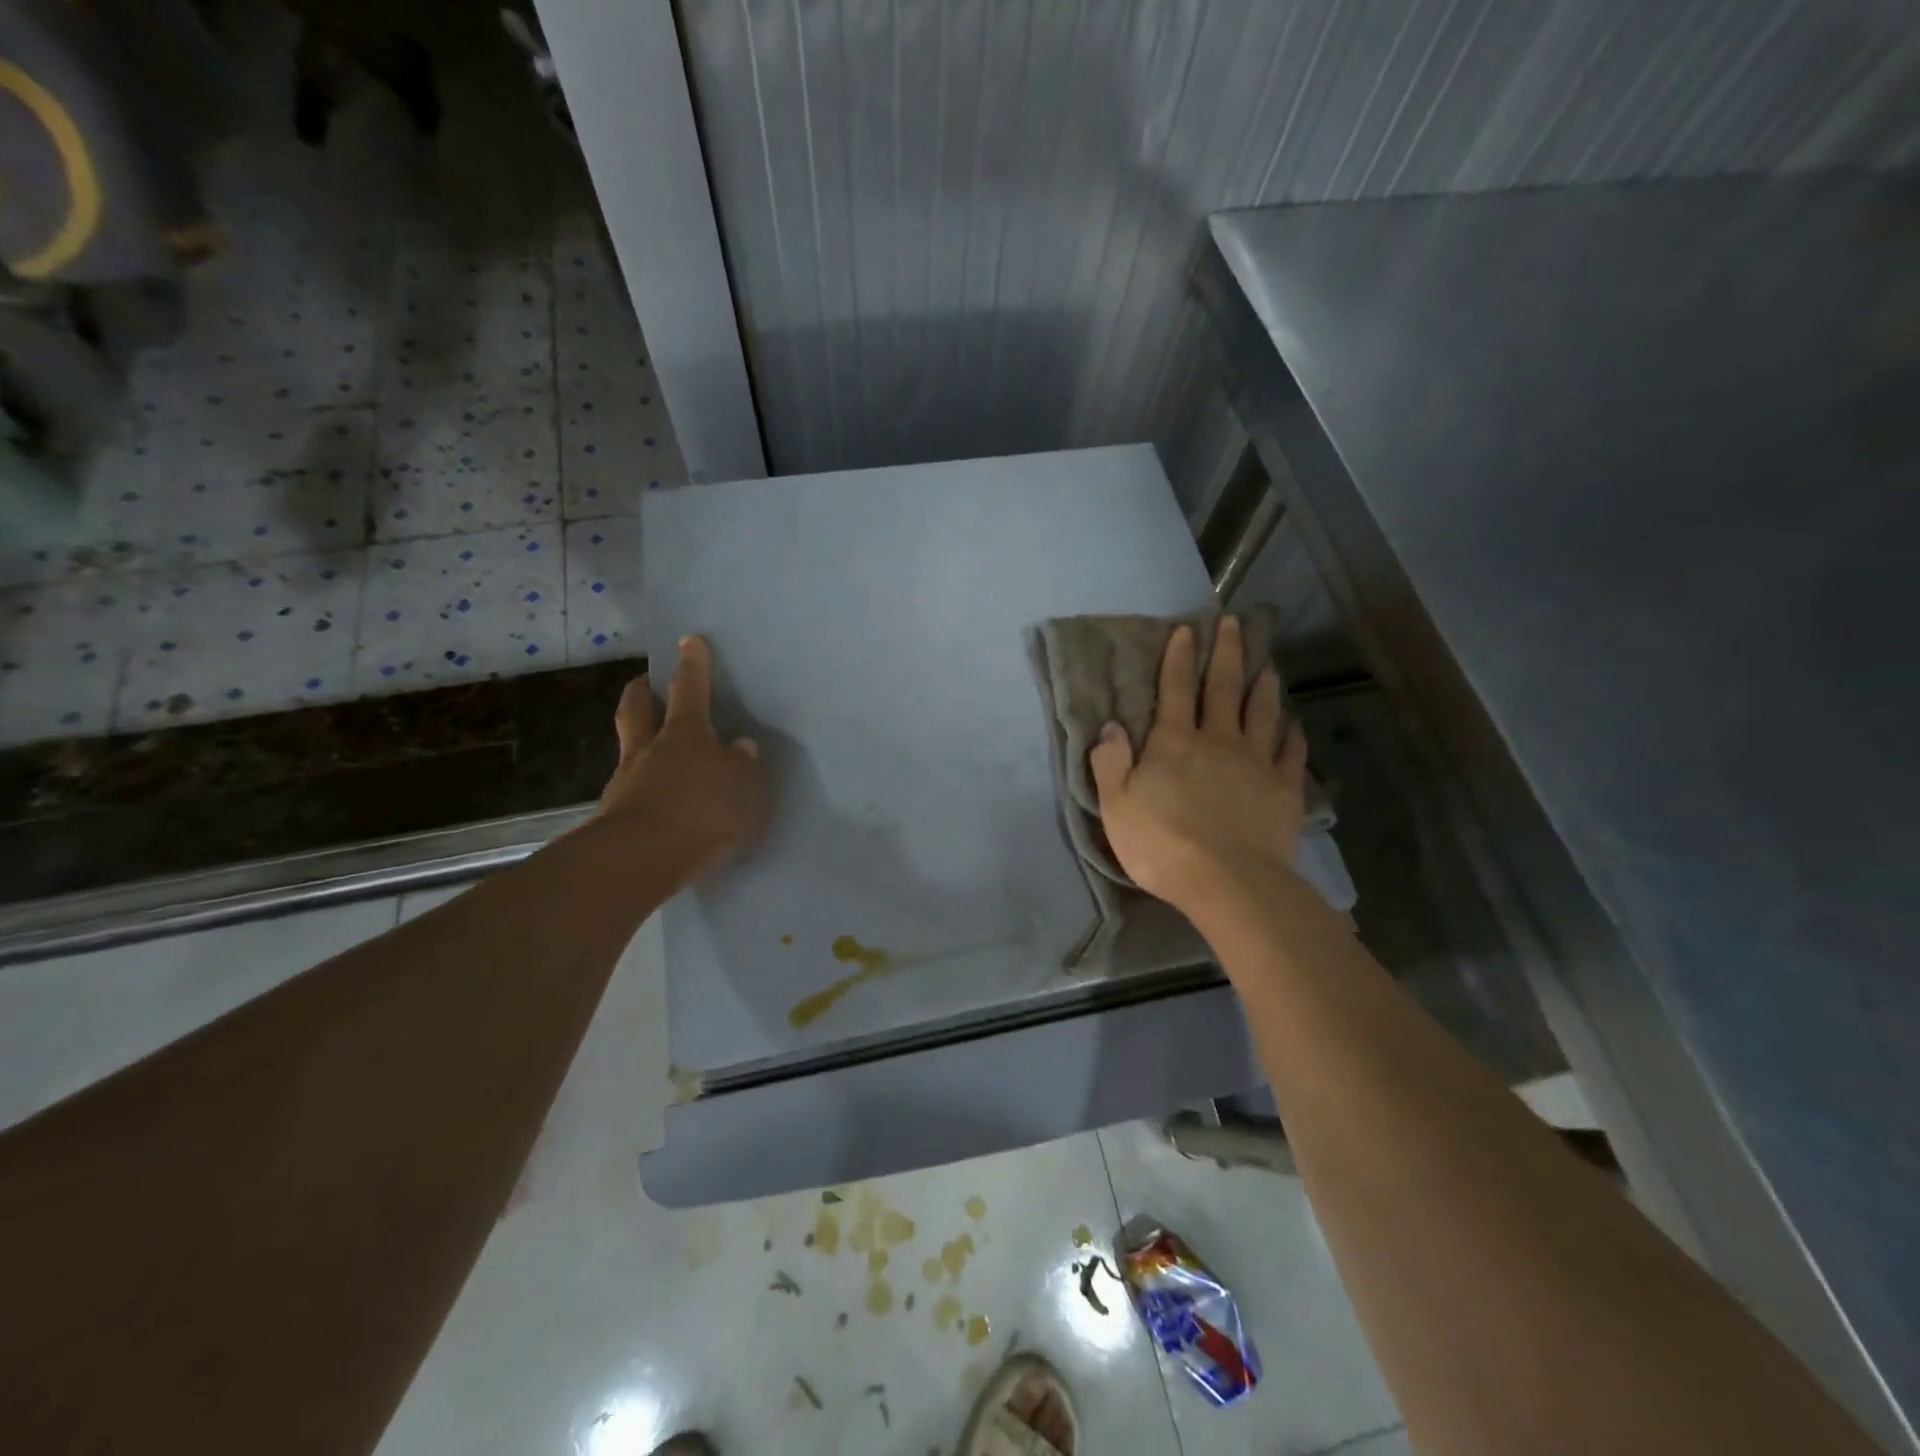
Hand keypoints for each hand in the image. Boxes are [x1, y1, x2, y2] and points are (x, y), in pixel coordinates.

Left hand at [596, 636, 767, 879]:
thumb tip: (740, 748)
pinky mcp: (614, 816)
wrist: (643, 858)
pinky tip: (656, 801)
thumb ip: (743, 766)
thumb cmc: (703, 811)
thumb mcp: (744, 788)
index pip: (690, 688)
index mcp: (685, 734)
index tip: (689, 640)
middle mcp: (650, 749)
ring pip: (629, 748)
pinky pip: (630, 789)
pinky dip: (642, 787)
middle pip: (638, 709)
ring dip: (639, 742)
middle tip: (644, 683)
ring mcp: (626, 781)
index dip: (692, 664)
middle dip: (642, 692)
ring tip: (654, 751)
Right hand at [1088, 617, 1307, 917]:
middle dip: (1227, 653)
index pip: (1175, 689)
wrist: (1227, 880)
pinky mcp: (1284, 790)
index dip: (1179, 658)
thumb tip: (1111, 726)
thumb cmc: (1161, 844)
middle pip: (1224, 689)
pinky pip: (1291, 754)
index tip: (1186, 630)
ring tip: (1268, 665)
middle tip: (1234, 624)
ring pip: (1262, 714)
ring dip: (1264, 686)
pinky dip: (1293, 736)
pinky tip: (1296, 725)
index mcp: (1175, 743)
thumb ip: (1111, 763)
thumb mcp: (1117, 806)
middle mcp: (1218, 741)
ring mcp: (1256, 763)